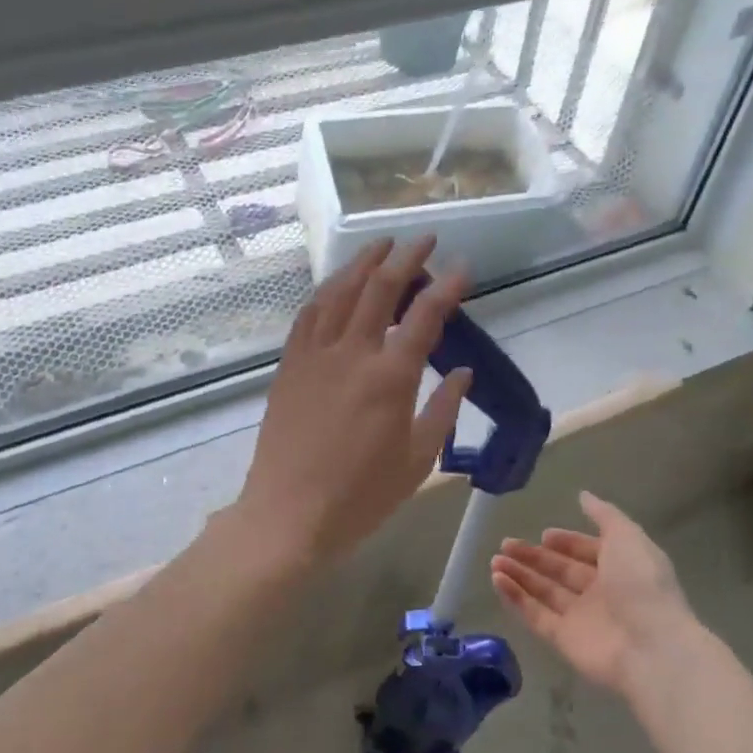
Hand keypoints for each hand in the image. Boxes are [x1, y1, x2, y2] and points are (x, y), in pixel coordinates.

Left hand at [232, 238, 471, 569]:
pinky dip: (327, 291)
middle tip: (425, 238)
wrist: (289, 514)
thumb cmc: (361, 496)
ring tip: (382, 245)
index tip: (463, 266)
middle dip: (406, 257)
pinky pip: (309, 315)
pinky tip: (337, 284)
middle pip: (381, 289)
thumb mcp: (417, 459)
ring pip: (340, 292)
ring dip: (363, 263)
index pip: (426, 316)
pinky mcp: (290, 365)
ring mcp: (315, 355)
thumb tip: (463, 372)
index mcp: (391, 377)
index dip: (448, 286)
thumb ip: (444, 409)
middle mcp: (353, 353)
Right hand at [491, 492, 708, 700]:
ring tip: (495, 560)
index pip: (588, 552)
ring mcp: (581, 618)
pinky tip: (497, 580)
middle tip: (506, 543)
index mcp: (620, 568)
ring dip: (520, 575)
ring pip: (544, 592)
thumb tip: (583, 495)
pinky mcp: (563, 640)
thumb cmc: (641, 584)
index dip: (567, 542)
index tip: (543, 534)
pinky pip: (535, 615)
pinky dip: (516, 598)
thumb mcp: (627, 537)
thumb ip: (604, 515)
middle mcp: (600, 593)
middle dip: (534, 557)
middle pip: (561, 572)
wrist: (650, 648)